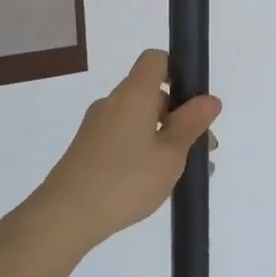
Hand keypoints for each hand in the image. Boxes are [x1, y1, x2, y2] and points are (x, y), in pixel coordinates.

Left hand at [28, 50, 221, 250]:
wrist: (65, 216)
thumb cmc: (126, 180)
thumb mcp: (170, 155)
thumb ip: (191, 124)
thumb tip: (210, 99)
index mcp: (133, 94)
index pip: (155, 60)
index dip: (177, 70)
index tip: (194, 101)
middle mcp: (112, 102)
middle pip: (150, 93)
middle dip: (178, 115)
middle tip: (200, 149)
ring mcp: (96, 126)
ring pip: (138, 119)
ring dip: (163, 136)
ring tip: (183, 172)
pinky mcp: (87, 148)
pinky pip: (123, 137)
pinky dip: (143, 148)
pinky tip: (154, 181)